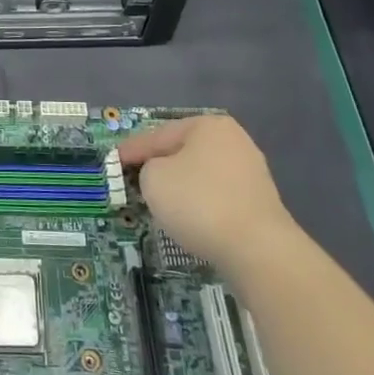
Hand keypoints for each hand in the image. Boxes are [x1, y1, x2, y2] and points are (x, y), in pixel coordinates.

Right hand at [120, 115, 293, 263]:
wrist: (257, 249)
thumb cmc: (198, 202)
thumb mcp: (153, 178)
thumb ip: (147, 168)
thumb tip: (161, 175)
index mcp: (208, 125)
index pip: (158, 135)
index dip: (132, 149)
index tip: (114, 161)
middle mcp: (234, 141)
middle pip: (182, 152)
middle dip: (159, 165)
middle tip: (134, 179)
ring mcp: (251, 173)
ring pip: (200, 175)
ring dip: (180, 186)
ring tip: (159, 201)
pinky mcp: (259, 204)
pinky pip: (217, 197)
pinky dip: (200, 204)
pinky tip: (189, 218)